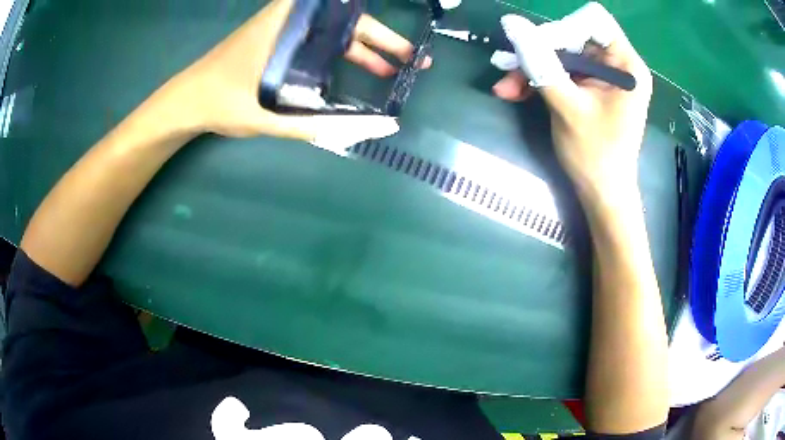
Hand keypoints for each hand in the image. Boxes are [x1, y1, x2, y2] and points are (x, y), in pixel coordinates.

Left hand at [157, 0, 429, 151]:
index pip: (337, 8)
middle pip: (344, 21)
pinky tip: (357, 69)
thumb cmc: (221, 102)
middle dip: (381, 38)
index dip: (366, 15)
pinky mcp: (281, 42)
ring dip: (363, 47)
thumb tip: (369, 130)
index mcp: (287, 25)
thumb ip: (316, 125)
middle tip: (412, 59)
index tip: (398, 28)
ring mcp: (285, 30)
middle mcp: (290, 20)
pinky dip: (342, 52)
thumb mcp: (267, 117)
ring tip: (391, 70)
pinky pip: (320, 40)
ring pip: (334, 32)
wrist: (187, 101)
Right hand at [492, 2, 652, 198]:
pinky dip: (538, 79)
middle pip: (572, 36)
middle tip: (506, 66)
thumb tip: (511, 24)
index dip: (562, 29)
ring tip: (504, 86)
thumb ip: (541, 62)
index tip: (536, 47)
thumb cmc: (595, 156)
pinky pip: (561, 71)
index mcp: (626, 66)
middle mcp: (618, 65)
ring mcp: (603, 76)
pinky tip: (515, 91)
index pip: (594, 22)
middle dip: (538, 51)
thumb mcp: (567, 106)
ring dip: (531, 67)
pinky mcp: (591, 87)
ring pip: (561, 54)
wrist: (601, 194)